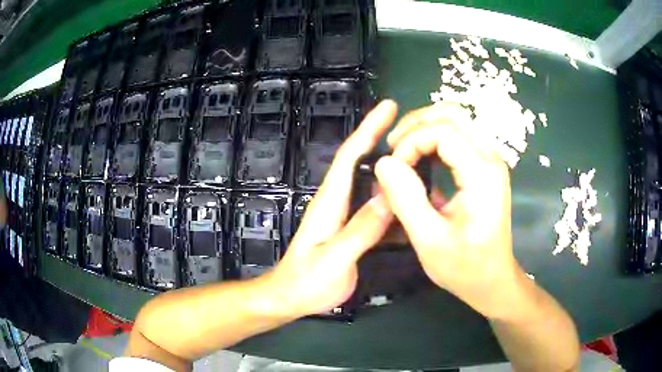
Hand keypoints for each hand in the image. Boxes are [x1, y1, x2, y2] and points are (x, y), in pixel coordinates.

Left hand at [261, 100, 396, 318]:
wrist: (291, 298)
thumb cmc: (307, 281)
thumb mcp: (334, 258)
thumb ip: (361, 230)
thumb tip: (390, 197)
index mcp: (331, 202)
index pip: (350, 156)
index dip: (368, 128)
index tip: (388, 107)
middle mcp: (339, 202)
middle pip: (362, 163)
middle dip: (384, 139)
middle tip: (416, 128)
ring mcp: (346, 216)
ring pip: (373, 186)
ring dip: (394, 170)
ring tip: (423, 161)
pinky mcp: (352, 230)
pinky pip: (377, 209)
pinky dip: (394, 200)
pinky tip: (413, 203)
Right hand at [374, 103, 524, 318]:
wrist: (493, 280)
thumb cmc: (464, 267)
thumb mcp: (428, 240)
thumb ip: (405, 199)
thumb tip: (384, 162)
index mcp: (481, 174)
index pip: (443, 131)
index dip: (411, 141)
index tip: (393, 168)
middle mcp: (490, 158)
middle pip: (452, 113)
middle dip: (416, 123)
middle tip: (393, 147)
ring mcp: (490, 160)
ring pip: (456, 119)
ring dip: (425, 127)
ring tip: (403, 150)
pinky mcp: (486, 166)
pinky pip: (459, 135)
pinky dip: (435, 138)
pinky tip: (421, 158)